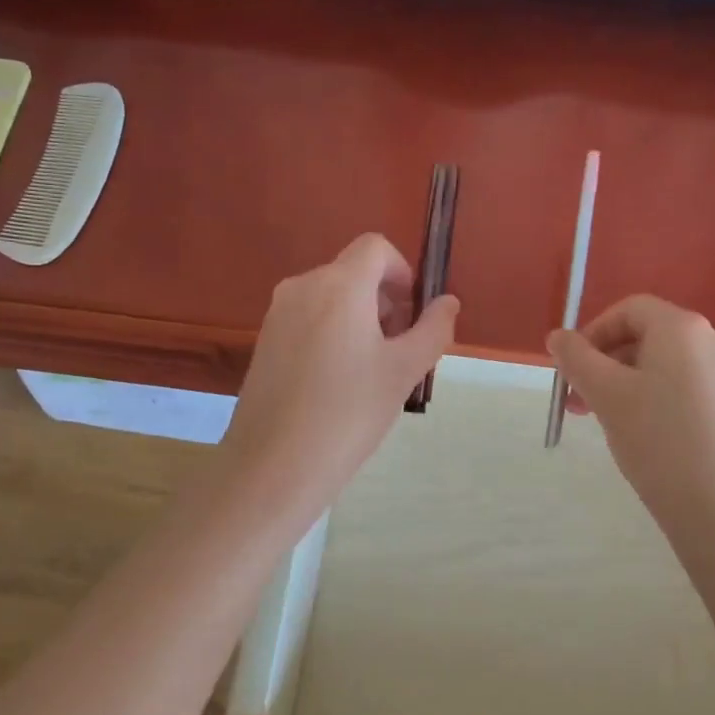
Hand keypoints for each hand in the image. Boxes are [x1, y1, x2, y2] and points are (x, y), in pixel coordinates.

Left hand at [222, 233, 458, 515]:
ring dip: (361, 319)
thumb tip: (448, 302)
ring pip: (332, 298)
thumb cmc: (348, 414)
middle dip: (385, 301)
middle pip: (354, 273)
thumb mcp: (404, 371)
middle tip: (400, 351)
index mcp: (339, 285)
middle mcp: (303, 287)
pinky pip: (310, 320)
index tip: (413, 316)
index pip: (376, 248)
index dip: (403, 273)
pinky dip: (334, 334)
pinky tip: (339, 384)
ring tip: (372, 373)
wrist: (273, 467)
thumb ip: (433, 329)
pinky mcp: (265, 341)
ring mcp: (278, 314)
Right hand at [548, 296, 714, 528]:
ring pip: (673, 369)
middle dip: (610, 364)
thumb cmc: (658, 442)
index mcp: (683, 330)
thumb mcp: (606, 397)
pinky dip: (666, 404)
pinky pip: (696, 394)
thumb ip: (577, 359)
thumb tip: (558, 337)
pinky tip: (655, 443)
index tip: (574, 370)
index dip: (594, 332)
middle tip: (583, 404)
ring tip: (614, 425)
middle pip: (652, 338)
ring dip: (634, 386)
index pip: (631, 309)